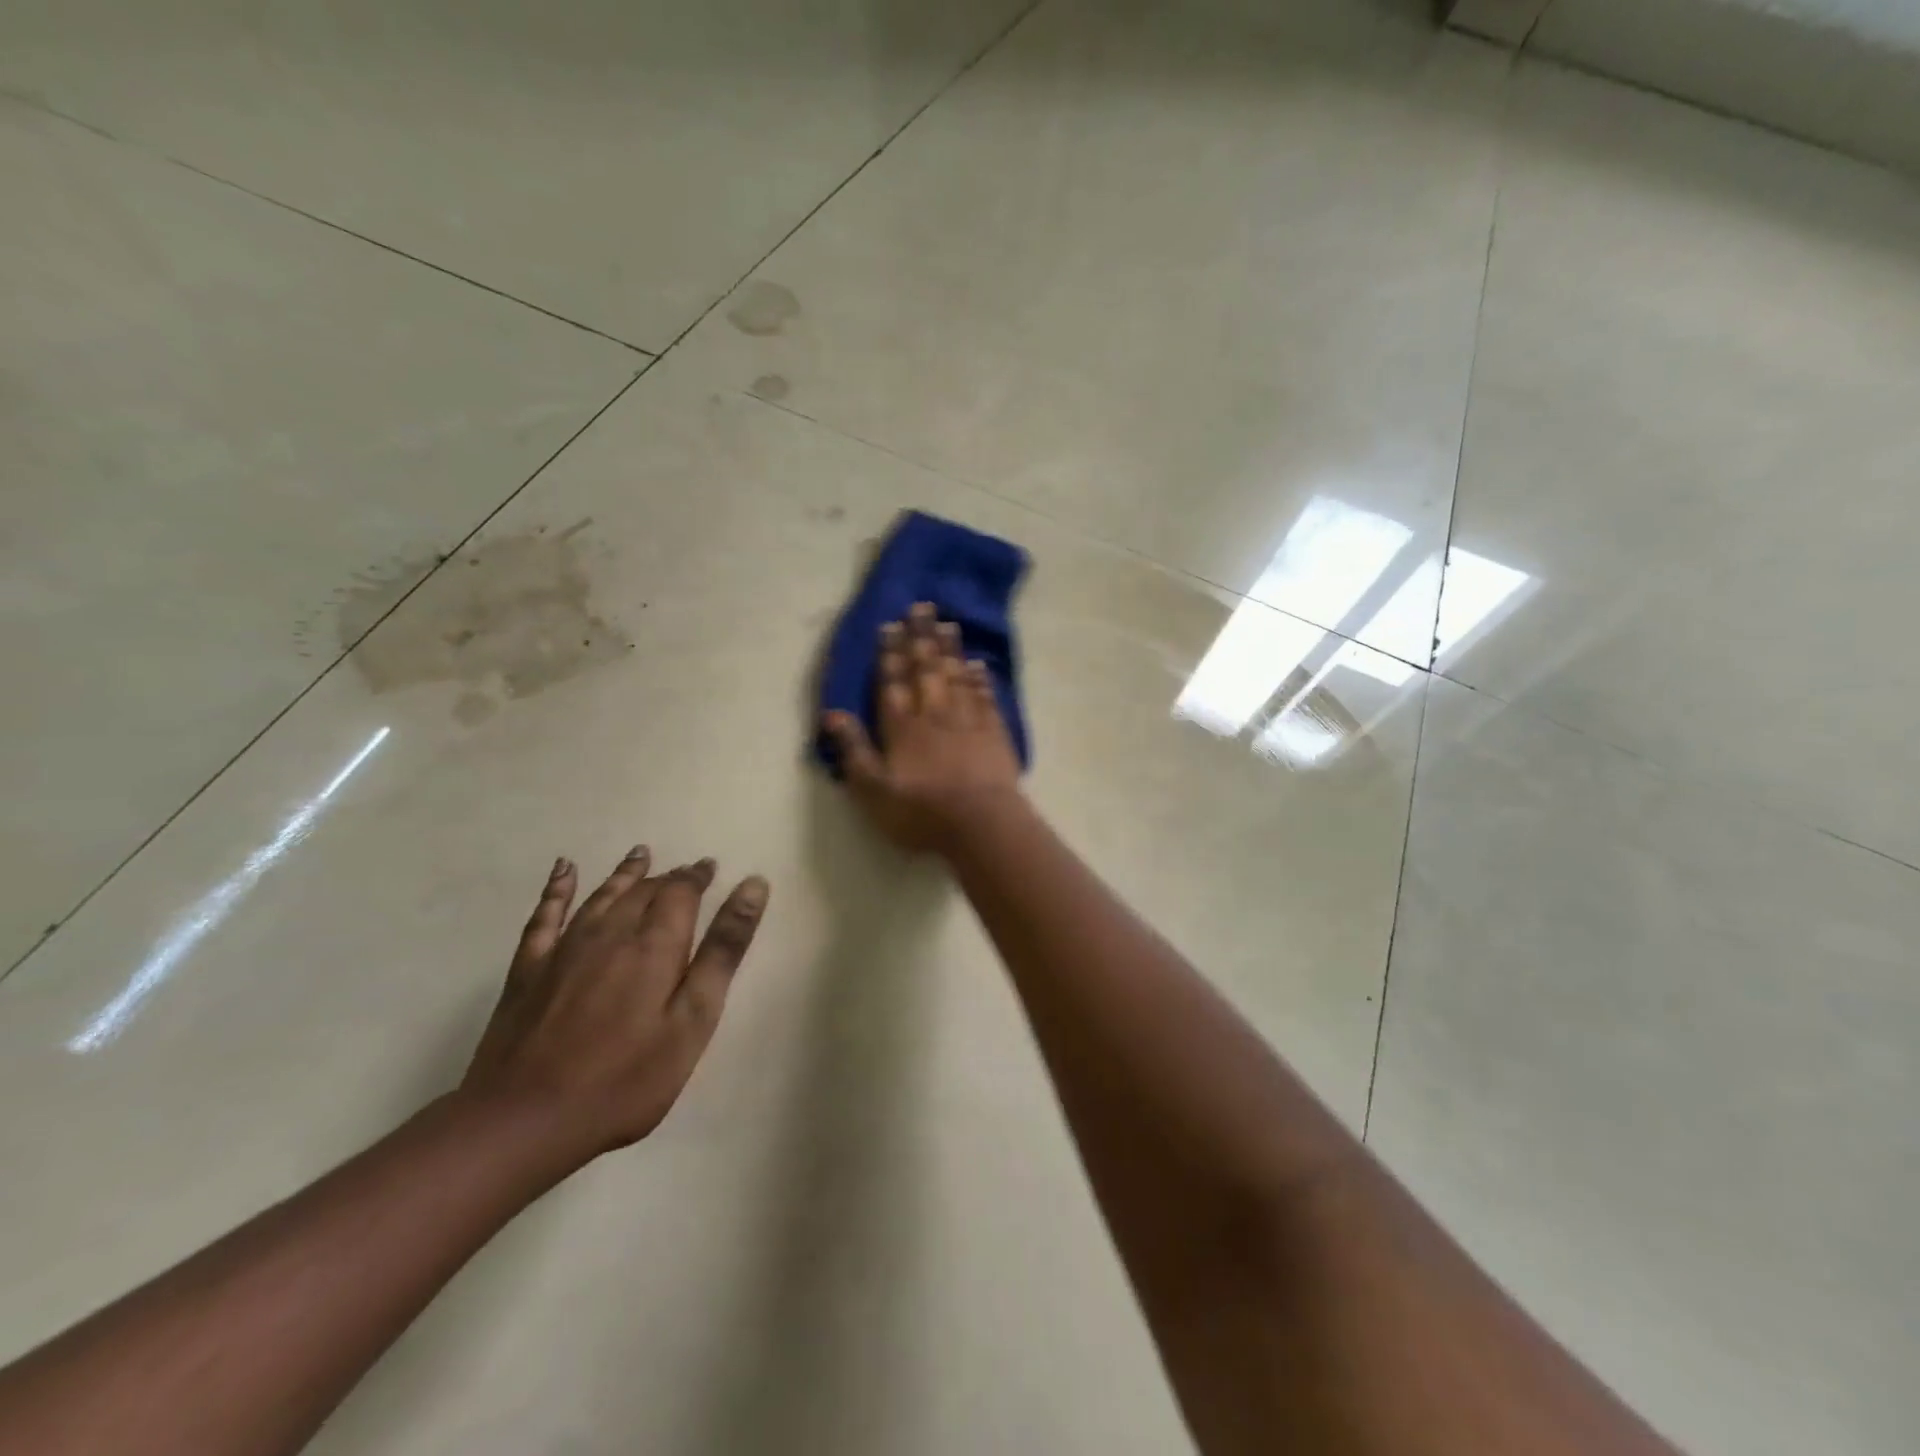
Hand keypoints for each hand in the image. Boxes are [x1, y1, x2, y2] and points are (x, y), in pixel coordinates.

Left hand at [461, 848, 769, 1157]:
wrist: (523, 1120)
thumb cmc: (626, 1078)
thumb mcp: (693, 1019)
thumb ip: (724, 951)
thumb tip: (753, 886)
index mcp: (654, 944)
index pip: (680, 892)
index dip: (697, 877)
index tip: (710, 867)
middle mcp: (610, 933)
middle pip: (643, 891)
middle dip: (668, 877)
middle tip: (686, 871)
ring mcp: (563, 950)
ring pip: (601, 896)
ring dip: (624, 873)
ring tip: (640, 854)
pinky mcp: (528, 971)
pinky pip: (545, 916)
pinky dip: (557, 889)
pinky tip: (563, 870)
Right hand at [822, 602, 1023, 853]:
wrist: (982, 824)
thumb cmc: (922, 813)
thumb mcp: (873, 791)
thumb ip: (854, 751)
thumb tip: (832, 714)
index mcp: (901, 727)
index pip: (893, 682)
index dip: (890, 653)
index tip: (890, 625)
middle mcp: (933, 714)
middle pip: (926, 668)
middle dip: (920, 637)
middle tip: (921, 607)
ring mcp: (967, 720)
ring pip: (956, 675)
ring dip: (950, 649)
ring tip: (947, 623)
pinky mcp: (994, 732)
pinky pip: (985, 696)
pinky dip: (980, 678)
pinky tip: (978, 664)